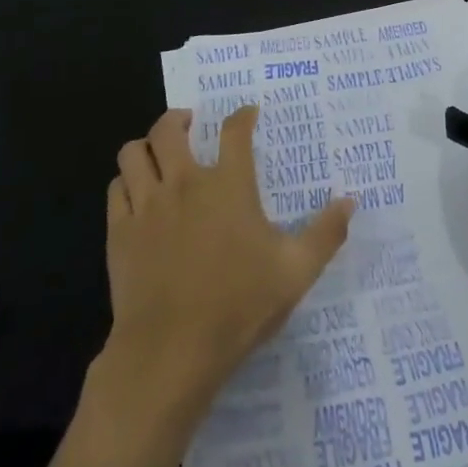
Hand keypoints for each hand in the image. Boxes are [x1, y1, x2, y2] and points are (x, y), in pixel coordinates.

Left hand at [37, 106, 354, 466]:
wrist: (170, 352)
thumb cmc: (238, 306)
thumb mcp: (296, 272)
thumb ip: (326, 233)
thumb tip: (350, 201)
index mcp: (228, 184)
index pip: (234, 131)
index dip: (243, 115)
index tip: (248, 114)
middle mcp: (184, 182)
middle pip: (169, 128)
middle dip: (179, 118)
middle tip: (190, 125)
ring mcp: (147, 205)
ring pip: (134, 152)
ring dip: (147, 146)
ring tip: (160, 154)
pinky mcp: (120, 232)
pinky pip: (116, 187)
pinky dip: (127, 181)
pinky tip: (138, 194)